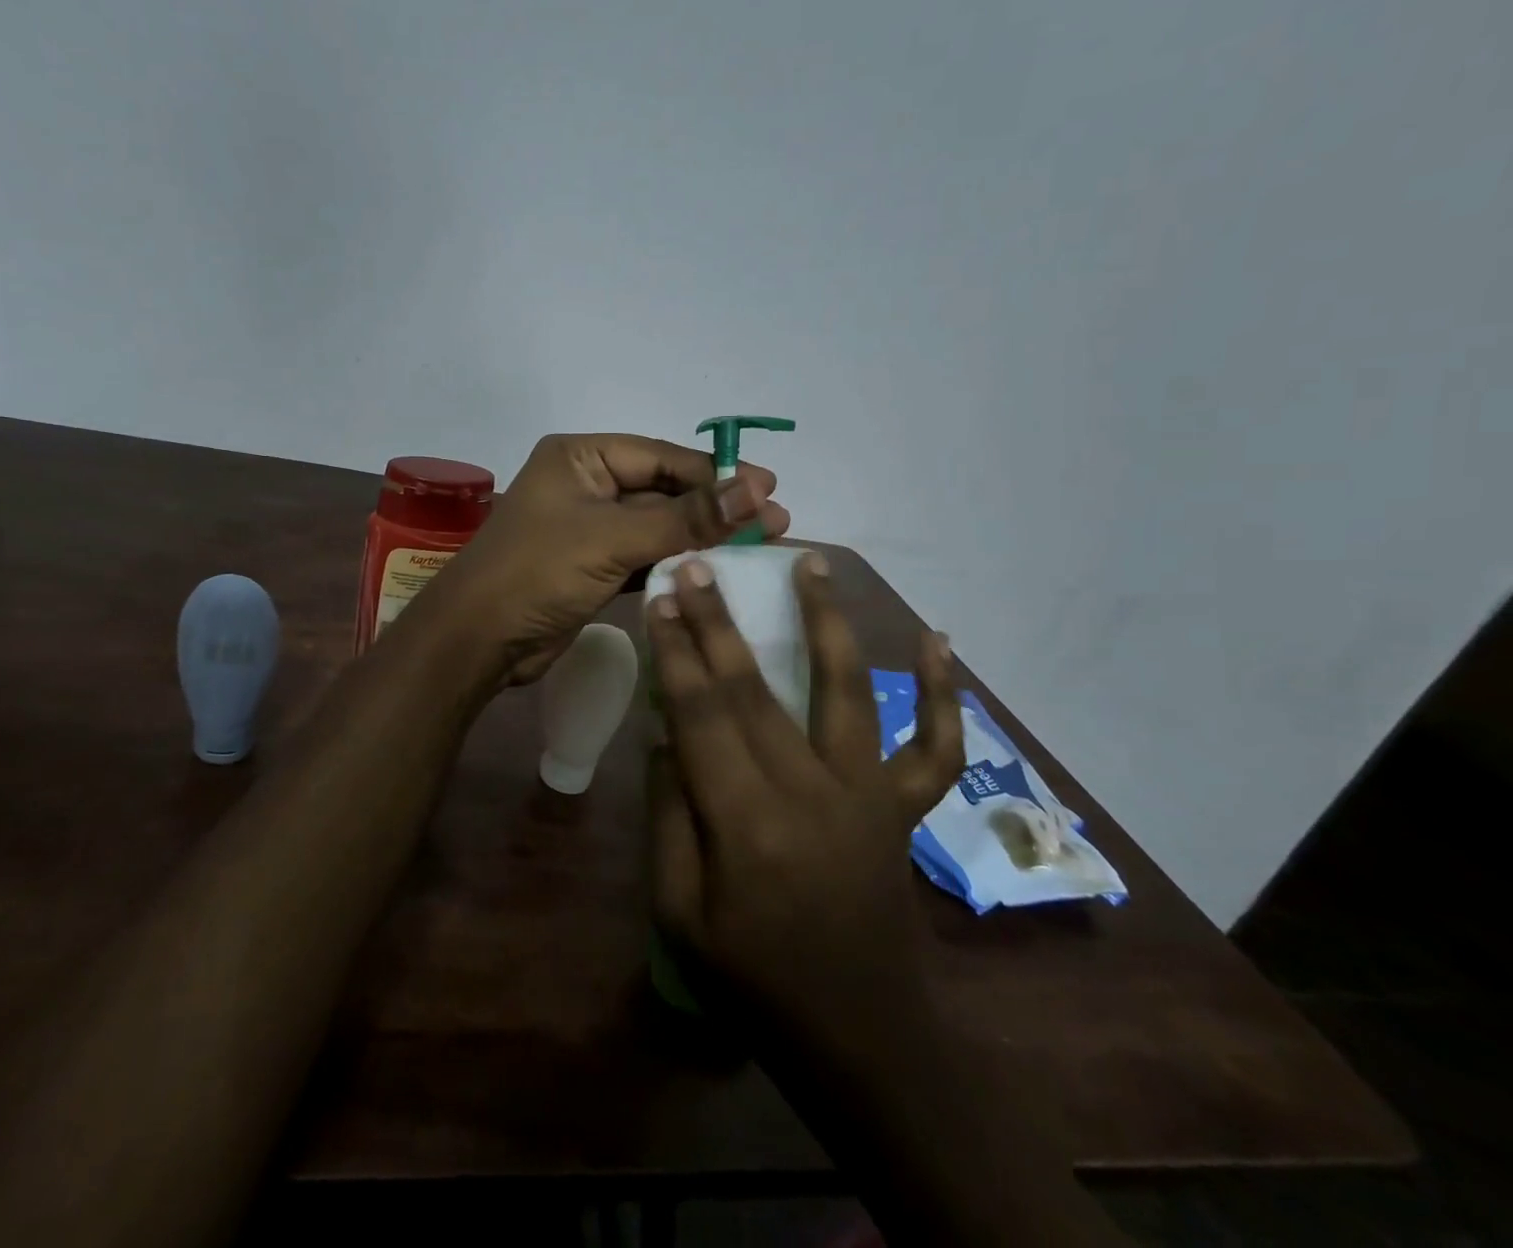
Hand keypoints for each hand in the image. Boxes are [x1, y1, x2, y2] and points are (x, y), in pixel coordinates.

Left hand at [415, 433, 789, 684]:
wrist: (479, 640)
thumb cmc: (538, 572)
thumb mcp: (614, 538)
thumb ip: (686, 518)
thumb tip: (756, 490)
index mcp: (581, 457)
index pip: (663, 457)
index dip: (717, 475)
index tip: (770, 491)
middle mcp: (585, 484)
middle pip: (664, 490)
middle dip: (715, 508)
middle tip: (775, 523)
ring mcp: (588, 527)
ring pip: (657, 526)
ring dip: (701, 537)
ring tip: (759, 546)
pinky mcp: (592, 566)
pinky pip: (643, 556)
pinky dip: (675, 563)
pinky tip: (716, 572)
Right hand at [644, 551, 963, 1037]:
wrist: (862, 1041)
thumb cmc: (755, 983)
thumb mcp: (678, 915)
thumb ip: (667, 819)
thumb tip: (664, 738)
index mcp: (745, 825)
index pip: (701, 716)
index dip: (677, 653)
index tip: (660, 600)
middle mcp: (810, 795)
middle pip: (756, 691)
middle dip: (720, 622)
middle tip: (701, 564)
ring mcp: (868, 798)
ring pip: (847, 693)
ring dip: (828, 623)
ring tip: (813, 564)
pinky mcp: (904, 811)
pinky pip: (935, 748)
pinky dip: (944, 695)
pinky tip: (940, 640)